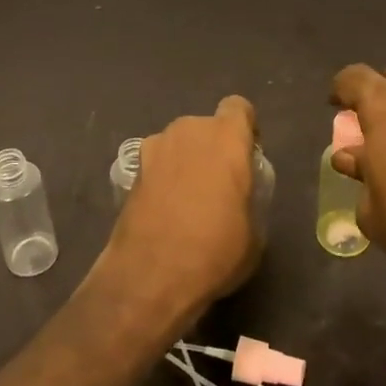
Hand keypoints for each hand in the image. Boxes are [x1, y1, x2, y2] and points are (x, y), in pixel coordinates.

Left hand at [98, 96, 261, 316]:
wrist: (150, 276)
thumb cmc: (215, 251)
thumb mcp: (253, 232)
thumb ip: (248, 198)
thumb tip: (238, 199)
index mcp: (226, 138)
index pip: (238, 108)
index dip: (245, 129)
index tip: (247, 158)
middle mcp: (189, 131)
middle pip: (206, 127)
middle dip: (213, 148)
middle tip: (219, 185)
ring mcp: (155, 148)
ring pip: (179, 144)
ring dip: (186, 161)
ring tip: (189, 200)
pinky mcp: (132, 171)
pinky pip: (158, 164)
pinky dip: (163, 179)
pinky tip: (165, 211)